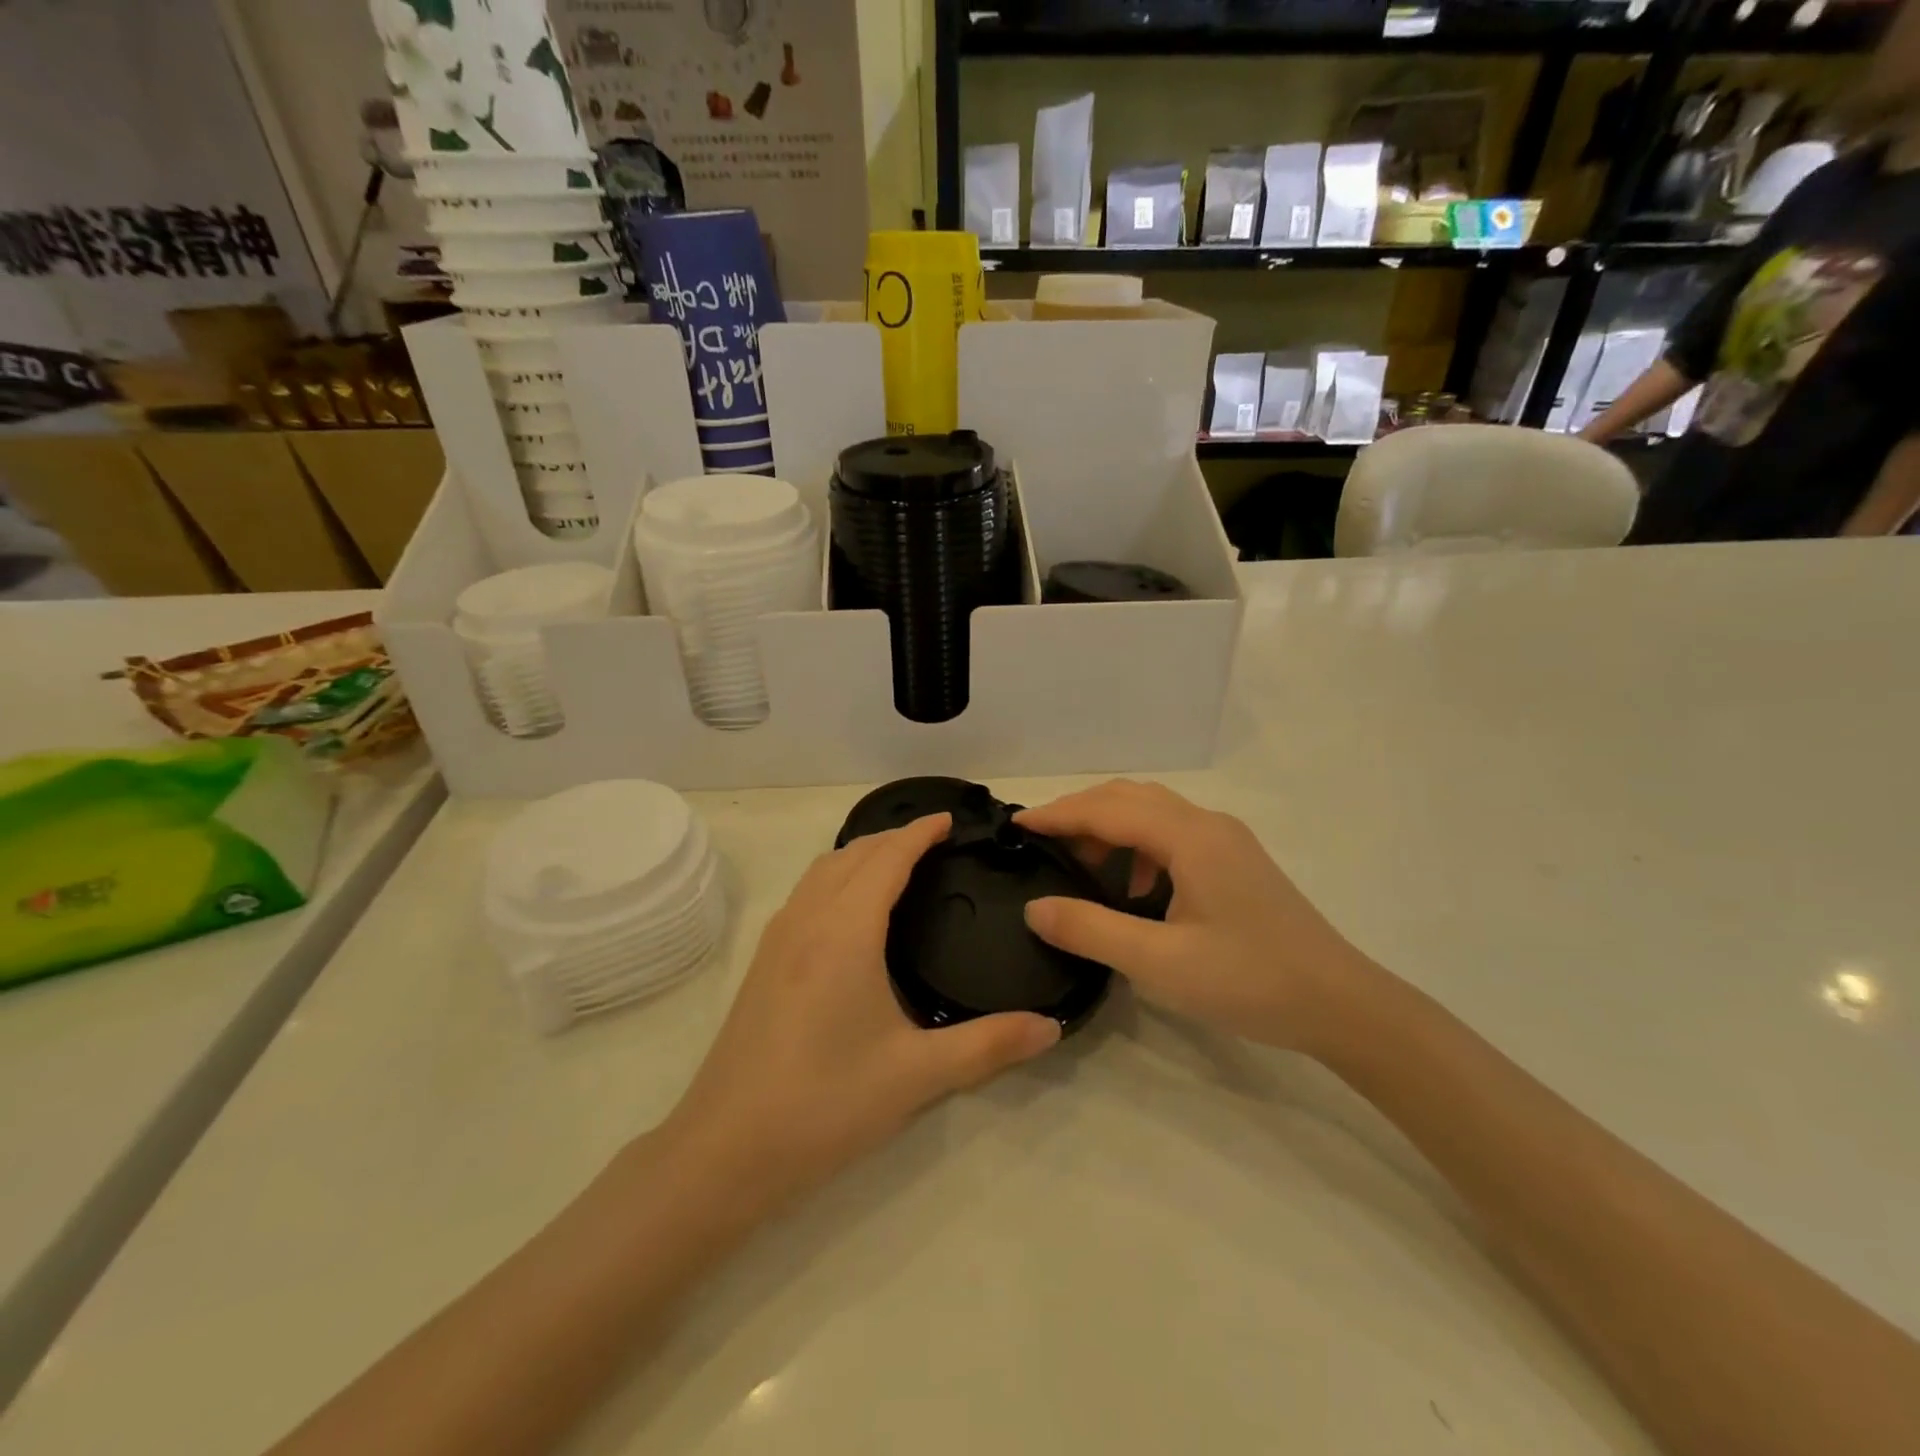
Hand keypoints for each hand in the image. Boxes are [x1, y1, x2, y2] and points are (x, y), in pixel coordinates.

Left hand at [662, 813, 1058, 1211]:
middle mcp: (807, 920)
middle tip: (935, 841)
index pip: (887, 858)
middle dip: (893, 837)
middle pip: (852, 854)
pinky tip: (851, 912)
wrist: (725, 1150)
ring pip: (822, 871)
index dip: (919, 832)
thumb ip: (988, 1045)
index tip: (949, 819)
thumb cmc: (825, 1103)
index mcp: (845, 931)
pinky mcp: (761, 963)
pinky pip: (806, 894)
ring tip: (896, 865)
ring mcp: (777, 940)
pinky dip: (836, 878)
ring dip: (860, 855)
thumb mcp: (916, 1075)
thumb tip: (1051, 1027)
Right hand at [1016, 781, 1373, 1052]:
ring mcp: (1227, 841)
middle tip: (1041, 841)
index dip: (1058, 813)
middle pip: (1130, 797)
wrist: (1341, 1005)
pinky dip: (1138, 847)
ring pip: (1153, 813)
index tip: (1016, 824)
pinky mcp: (1236, 862)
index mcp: (1190, 837)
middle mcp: (1208, 825)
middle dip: (1080, 812)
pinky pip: (1173, 835)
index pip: (1107, 808)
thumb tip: (1034, 906)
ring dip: (1110, 827)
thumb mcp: (1160, 962)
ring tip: (1079, 862)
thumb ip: (1091, 930)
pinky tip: (1134, 888)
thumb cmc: (1250, 981)